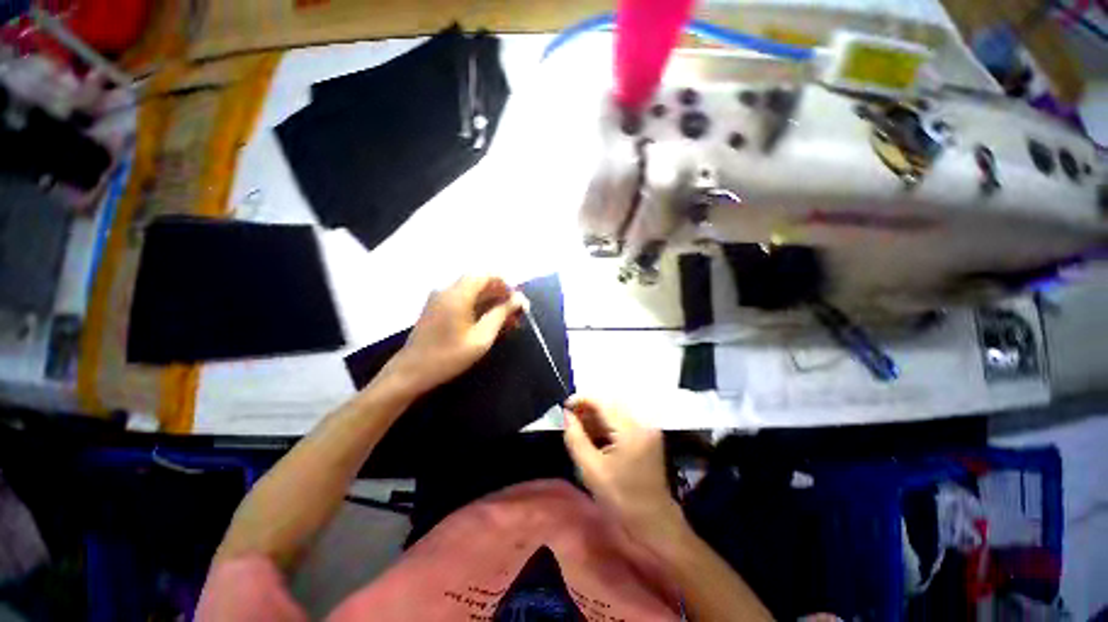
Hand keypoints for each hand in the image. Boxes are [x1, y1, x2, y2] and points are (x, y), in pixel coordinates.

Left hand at [385, 275, 526, 396]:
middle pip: (479, 282)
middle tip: (516, 313)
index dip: (505, 284)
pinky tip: (490, 322)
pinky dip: (479, 306)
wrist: (411, 372)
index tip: (518, 301)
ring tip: (508, 320)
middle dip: (501, 294)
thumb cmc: (448, 357)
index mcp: (457, 294)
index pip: (486, 275)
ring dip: (491, 301)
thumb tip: (519, 299)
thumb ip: (501, 314)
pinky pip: (463, 299)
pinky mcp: (437, 307)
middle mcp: (447, 290)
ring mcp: (440, 298)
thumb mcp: (481, 337)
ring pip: (472, 291)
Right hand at [562, 396, 682, 542]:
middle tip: (570, 418)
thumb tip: (567, 415)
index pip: (602, 402)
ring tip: (579, 427)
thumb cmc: (621, 498)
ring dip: (596, 415)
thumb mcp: (591, 470)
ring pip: (615, 410)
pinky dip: (607, 423)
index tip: (564, 406)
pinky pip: (623, 420)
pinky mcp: (647, 434)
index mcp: (630, 431)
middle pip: (609, 403)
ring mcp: (647, 427)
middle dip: (588, 407)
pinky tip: (595, 434)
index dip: (581, 399)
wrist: (653, 520)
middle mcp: (642, 422)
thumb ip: (576, 438)